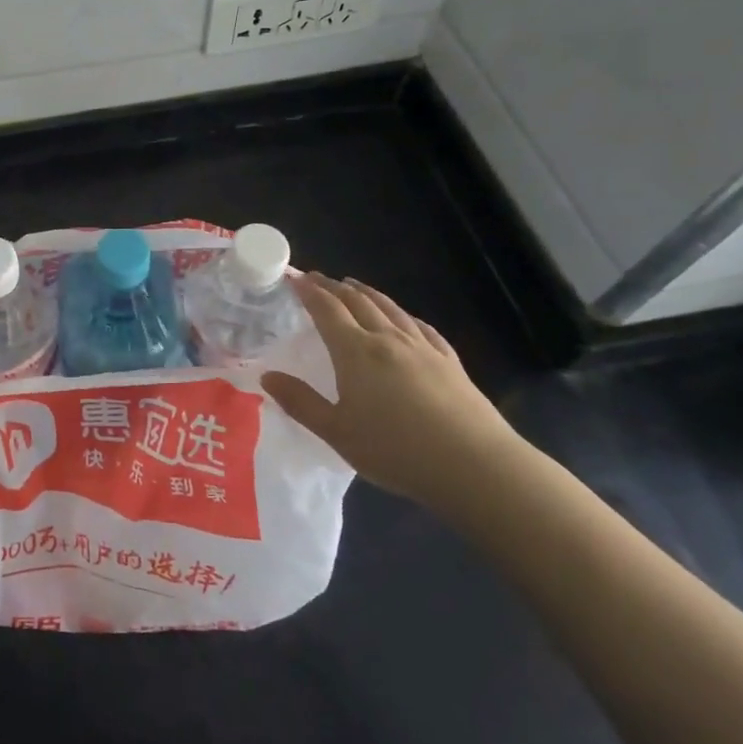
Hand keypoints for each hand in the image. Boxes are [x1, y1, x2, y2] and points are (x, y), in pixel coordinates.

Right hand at [262, 274, 525, 515]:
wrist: (475, 465)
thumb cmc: (396, 450)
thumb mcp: (337, 432)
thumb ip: (301, 402)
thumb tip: (267, 376)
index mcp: (355, 351)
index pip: (327, 309)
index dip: (309, 291)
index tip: (295, 278)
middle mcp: (387, 339)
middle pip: (358, 302)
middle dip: (334, 287)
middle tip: (318, 278)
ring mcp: (422, 348)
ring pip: (390, 308)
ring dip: (367, 293)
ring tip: (354, 285)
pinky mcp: (450, 362)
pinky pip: (421, 327)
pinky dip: (404, 315)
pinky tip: (405, 319)